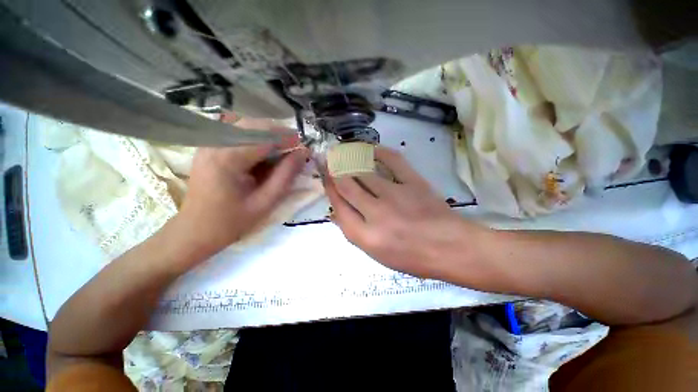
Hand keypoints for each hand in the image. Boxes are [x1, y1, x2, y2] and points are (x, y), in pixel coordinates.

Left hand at [174, 139, 307, 259]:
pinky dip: (256, 139)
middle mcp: (215, 143)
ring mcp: (209, 143)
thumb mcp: (265, 202)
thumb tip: (303, 153)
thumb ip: (286, 175)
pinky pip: (237, 133)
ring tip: (282, 152)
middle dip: (279, 134)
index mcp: (228, 158)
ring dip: (268, 135)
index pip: (264, 136)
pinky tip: (263, 154)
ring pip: (246, 126)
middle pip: (254, 125)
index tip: (304, 147)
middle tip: (295, 150)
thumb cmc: (231, 221)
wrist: (195, 231)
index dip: (288, 138)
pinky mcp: (209, 147)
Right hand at [326, 146, 487, 279]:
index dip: (329, 189)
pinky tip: (370, 149)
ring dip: (350, 160)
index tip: (326, 178)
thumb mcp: (376, 254)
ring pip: (364, 172)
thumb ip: (355, 231)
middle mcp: (376, 214)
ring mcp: (395, 195)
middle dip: (334, 170)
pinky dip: (379, 152)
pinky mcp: (413, 183)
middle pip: (347, 186)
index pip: (339, 207)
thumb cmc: (412, 257)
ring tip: (342, 151)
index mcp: (366, 236)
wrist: (450, 248)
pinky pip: (393, 161)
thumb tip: (338, 210)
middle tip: (328, 159)